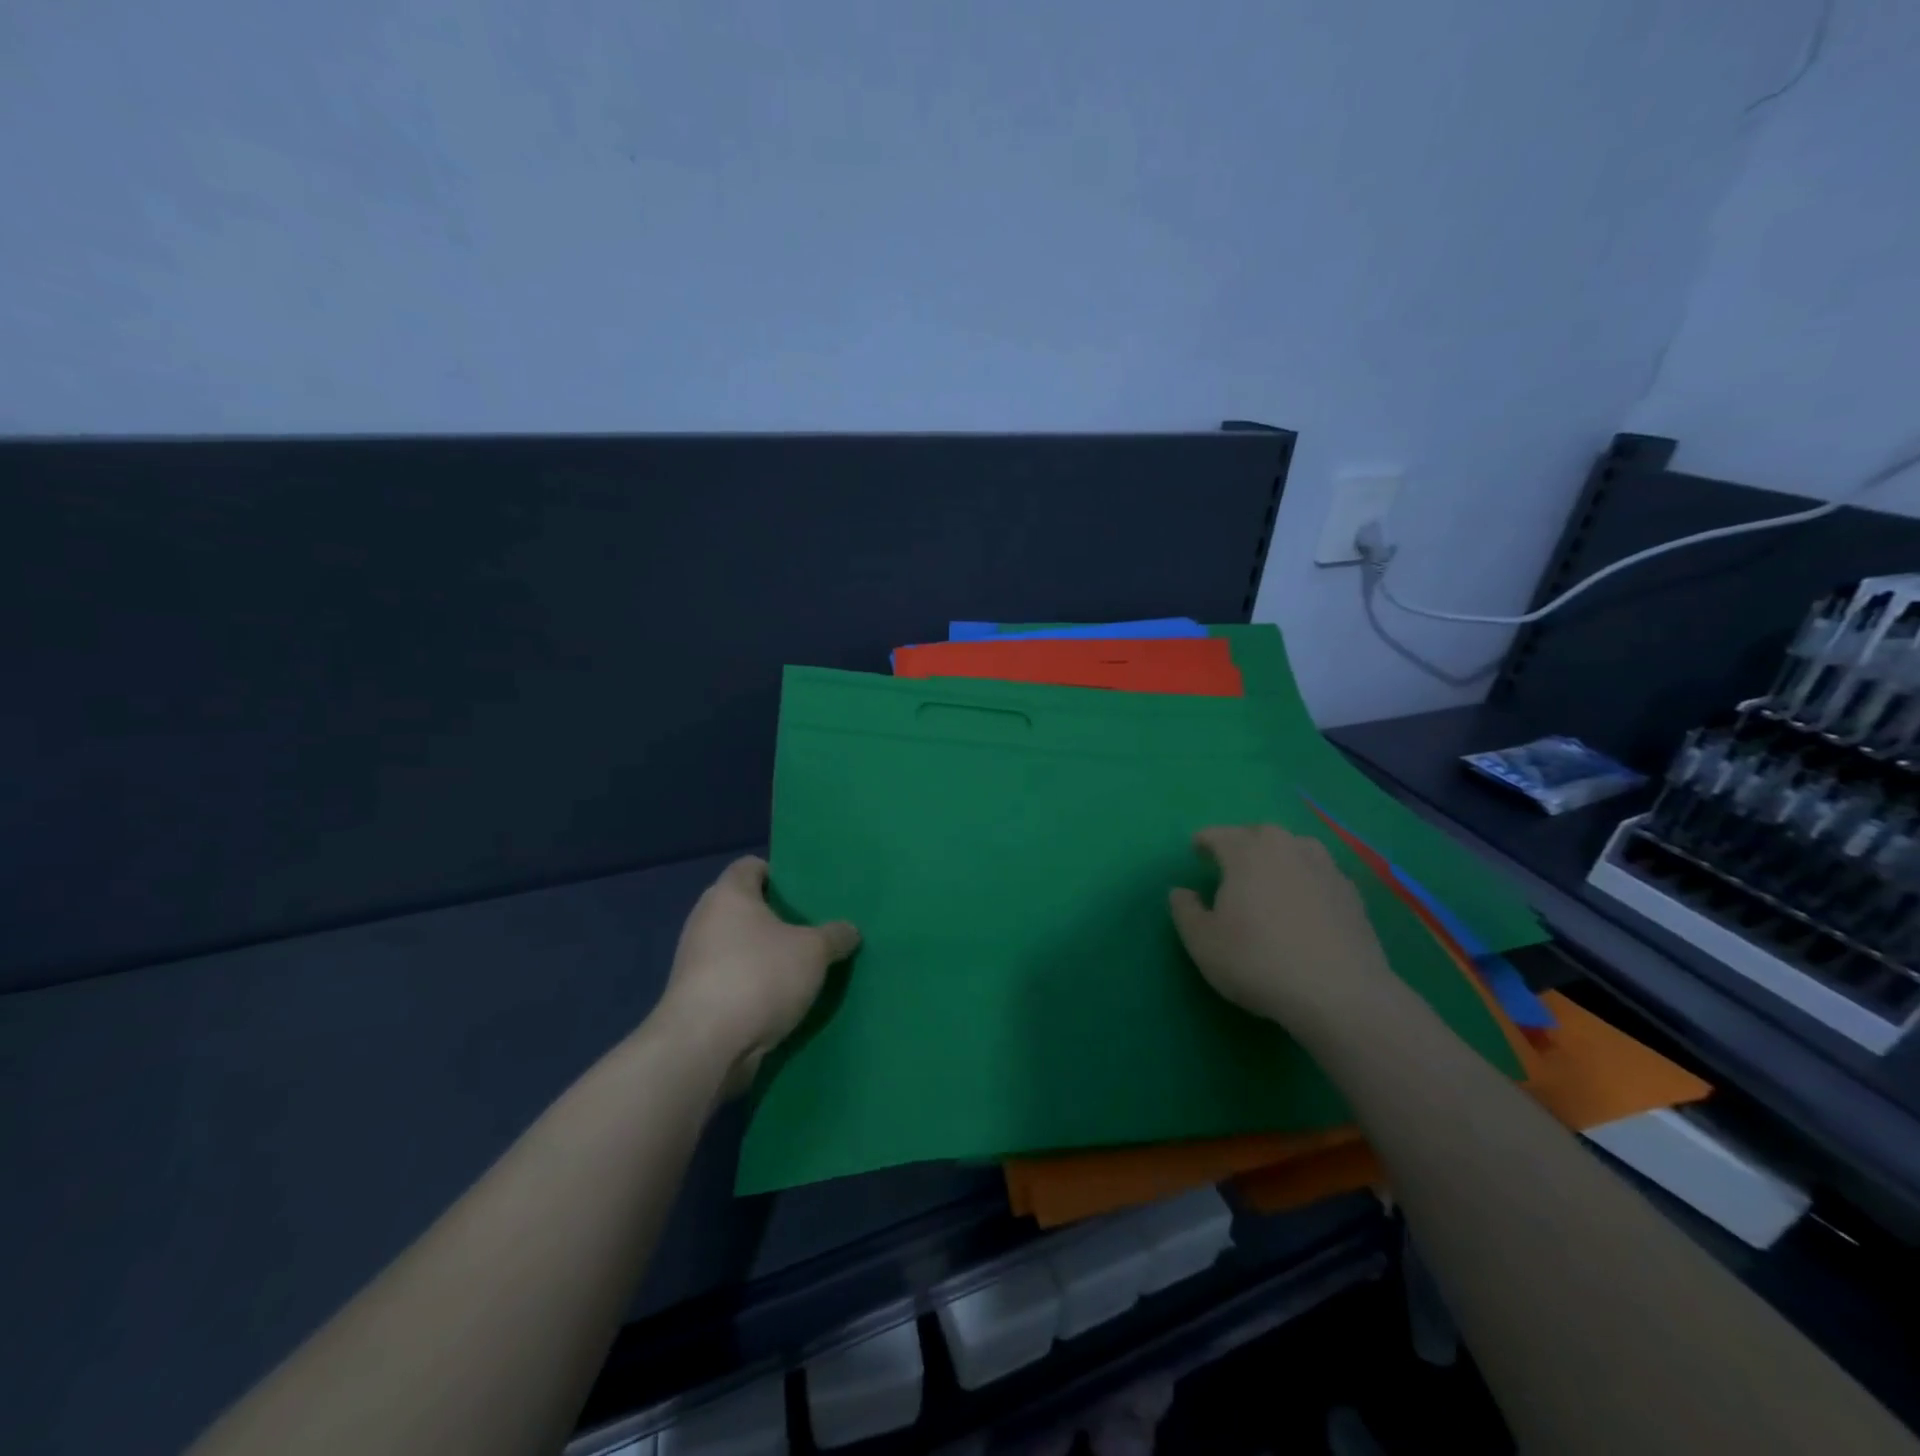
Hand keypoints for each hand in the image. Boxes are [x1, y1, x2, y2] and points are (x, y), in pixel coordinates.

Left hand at [657, 856, 859, 1093]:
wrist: (704, 1046)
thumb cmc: (759, 977)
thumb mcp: (813, 951)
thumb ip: (835, 936)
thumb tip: (849, 930)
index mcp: (729, 894)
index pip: (751, 866)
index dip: (780, 874)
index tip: (806, 893)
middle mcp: (706, 920)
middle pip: (745, 908)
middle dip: (777, 919)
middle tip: (814, 930)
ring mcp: (696, 961)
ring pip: (739, 947)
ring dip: (766, 956)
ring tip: (803, 967)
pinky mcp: (696, 998)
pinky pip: (733, 980)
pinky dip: (754, 986)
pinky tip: (782, 1000)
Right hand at [1169, 824, 1400, 1032]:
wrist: (1340, 994)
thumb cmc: (1258, 961)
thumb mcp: (1203, 943)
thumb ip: (1185, 911)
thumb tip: (1181, 892)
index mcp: (1247, 852)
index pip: (1219, 835)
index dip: (1204, 842)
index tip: (1196, 851)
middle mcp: (1287, 848)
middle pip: (1259, 834)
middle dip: (1242, 843)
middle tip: (1231, 864)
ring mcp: (1325, 869)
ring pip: (1295, 849)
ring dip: (1279, 857)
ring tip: (1270, 877)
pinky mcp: (1352, 894)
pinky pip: (1320, 874)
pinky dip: (1307, 881)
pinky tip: (1304, 904)